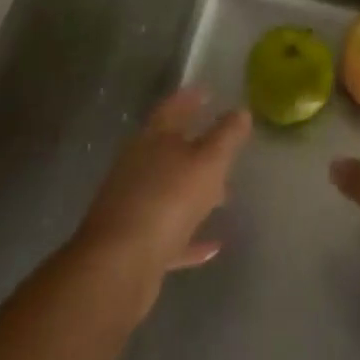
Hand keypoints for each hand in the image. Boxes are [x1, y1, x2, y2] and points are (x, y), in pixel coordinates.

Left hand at [73, 88, 251, 305]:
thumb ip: (226, 136)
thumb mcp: (208, 162)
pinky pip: (168, 233)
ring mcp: (132, 205)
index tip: (209, 93)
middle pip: (168, 149)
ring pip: (169, 191)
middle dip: (196, 146)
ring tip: (225, 194)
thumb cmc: (167, 200)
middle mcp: (137, 167)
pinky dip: (189, 236)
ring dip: (194, 191)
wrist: (118, 267)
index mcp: (152, 139)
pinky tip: (213, 246)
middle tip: (223, 145)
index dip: (191, 98)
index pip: (172, 108)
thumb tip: (241, 111)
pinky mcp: (134, 244)